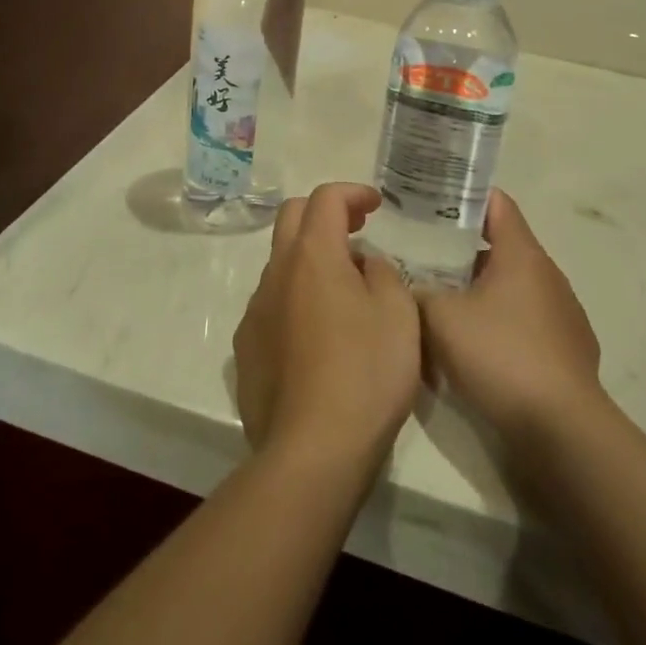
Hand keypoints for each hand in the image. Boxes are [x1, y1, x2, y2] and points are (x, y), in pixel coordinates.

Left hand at [233, 183, 421, 472]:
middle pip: (292, 218)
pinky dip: (296, 299)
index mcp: (313, 256)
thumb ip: (382, 274)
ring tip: (345, 292)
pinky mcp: (246, 349)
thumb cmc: (366, 374)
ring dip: (310, 260)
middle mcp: (276, 273)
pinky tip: (320, 336)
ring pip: (280, 264)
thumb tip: (363, 264)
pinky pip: (272, 306)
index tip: (376, 205)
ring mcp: (255, 311)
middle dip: (324, 214)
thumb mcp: (399, 314)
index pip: (325, 198)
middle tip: (357, 231)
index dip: (352, 193)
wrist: (311, 451)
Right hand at [419, 189, 605, 447]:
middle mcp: (548, 276)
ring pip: (513, 289)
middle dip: (463, 251)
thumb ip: (417, 291)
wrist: (561, 430)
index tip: (434, 200)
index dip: (466, 196)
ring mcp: (564, 315)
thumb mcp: (440, 317)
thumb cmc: (499, 355)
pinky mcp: (570, 353)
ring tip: (445, 305)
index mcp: (522, 254)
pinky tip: (477, 351)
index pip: (497, 203)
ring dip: (481, 292)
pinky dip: (502, 326)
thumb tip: (403, 281)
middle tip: (424, 256)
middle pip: (502, 248)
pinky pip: (527, 324)